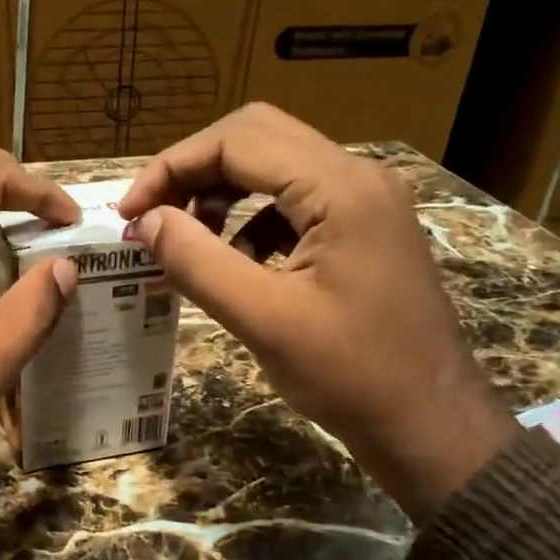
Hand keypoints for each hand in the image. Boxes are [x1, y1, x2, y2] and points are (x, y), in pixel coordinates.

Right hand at [118, 104, 514, 520]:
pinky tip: (235, 262)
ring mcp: (365, 201)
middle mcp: (356, 176)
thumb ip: (198, 262)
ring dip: (221, 193)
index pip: (237, 140)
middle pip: (256, 137)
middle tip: (153, 216)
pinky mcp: (363, 228)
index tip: (129, 213)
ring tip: (188, 240)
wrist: (430, 422)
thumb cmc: (351, 375)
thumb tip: (146, 221)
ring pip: (274, 166)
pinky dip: (251, 220)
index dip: (172, 168)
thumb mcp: (263, 320)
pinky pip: (293, 202)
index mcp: (340, 188)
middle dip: (194, 171)